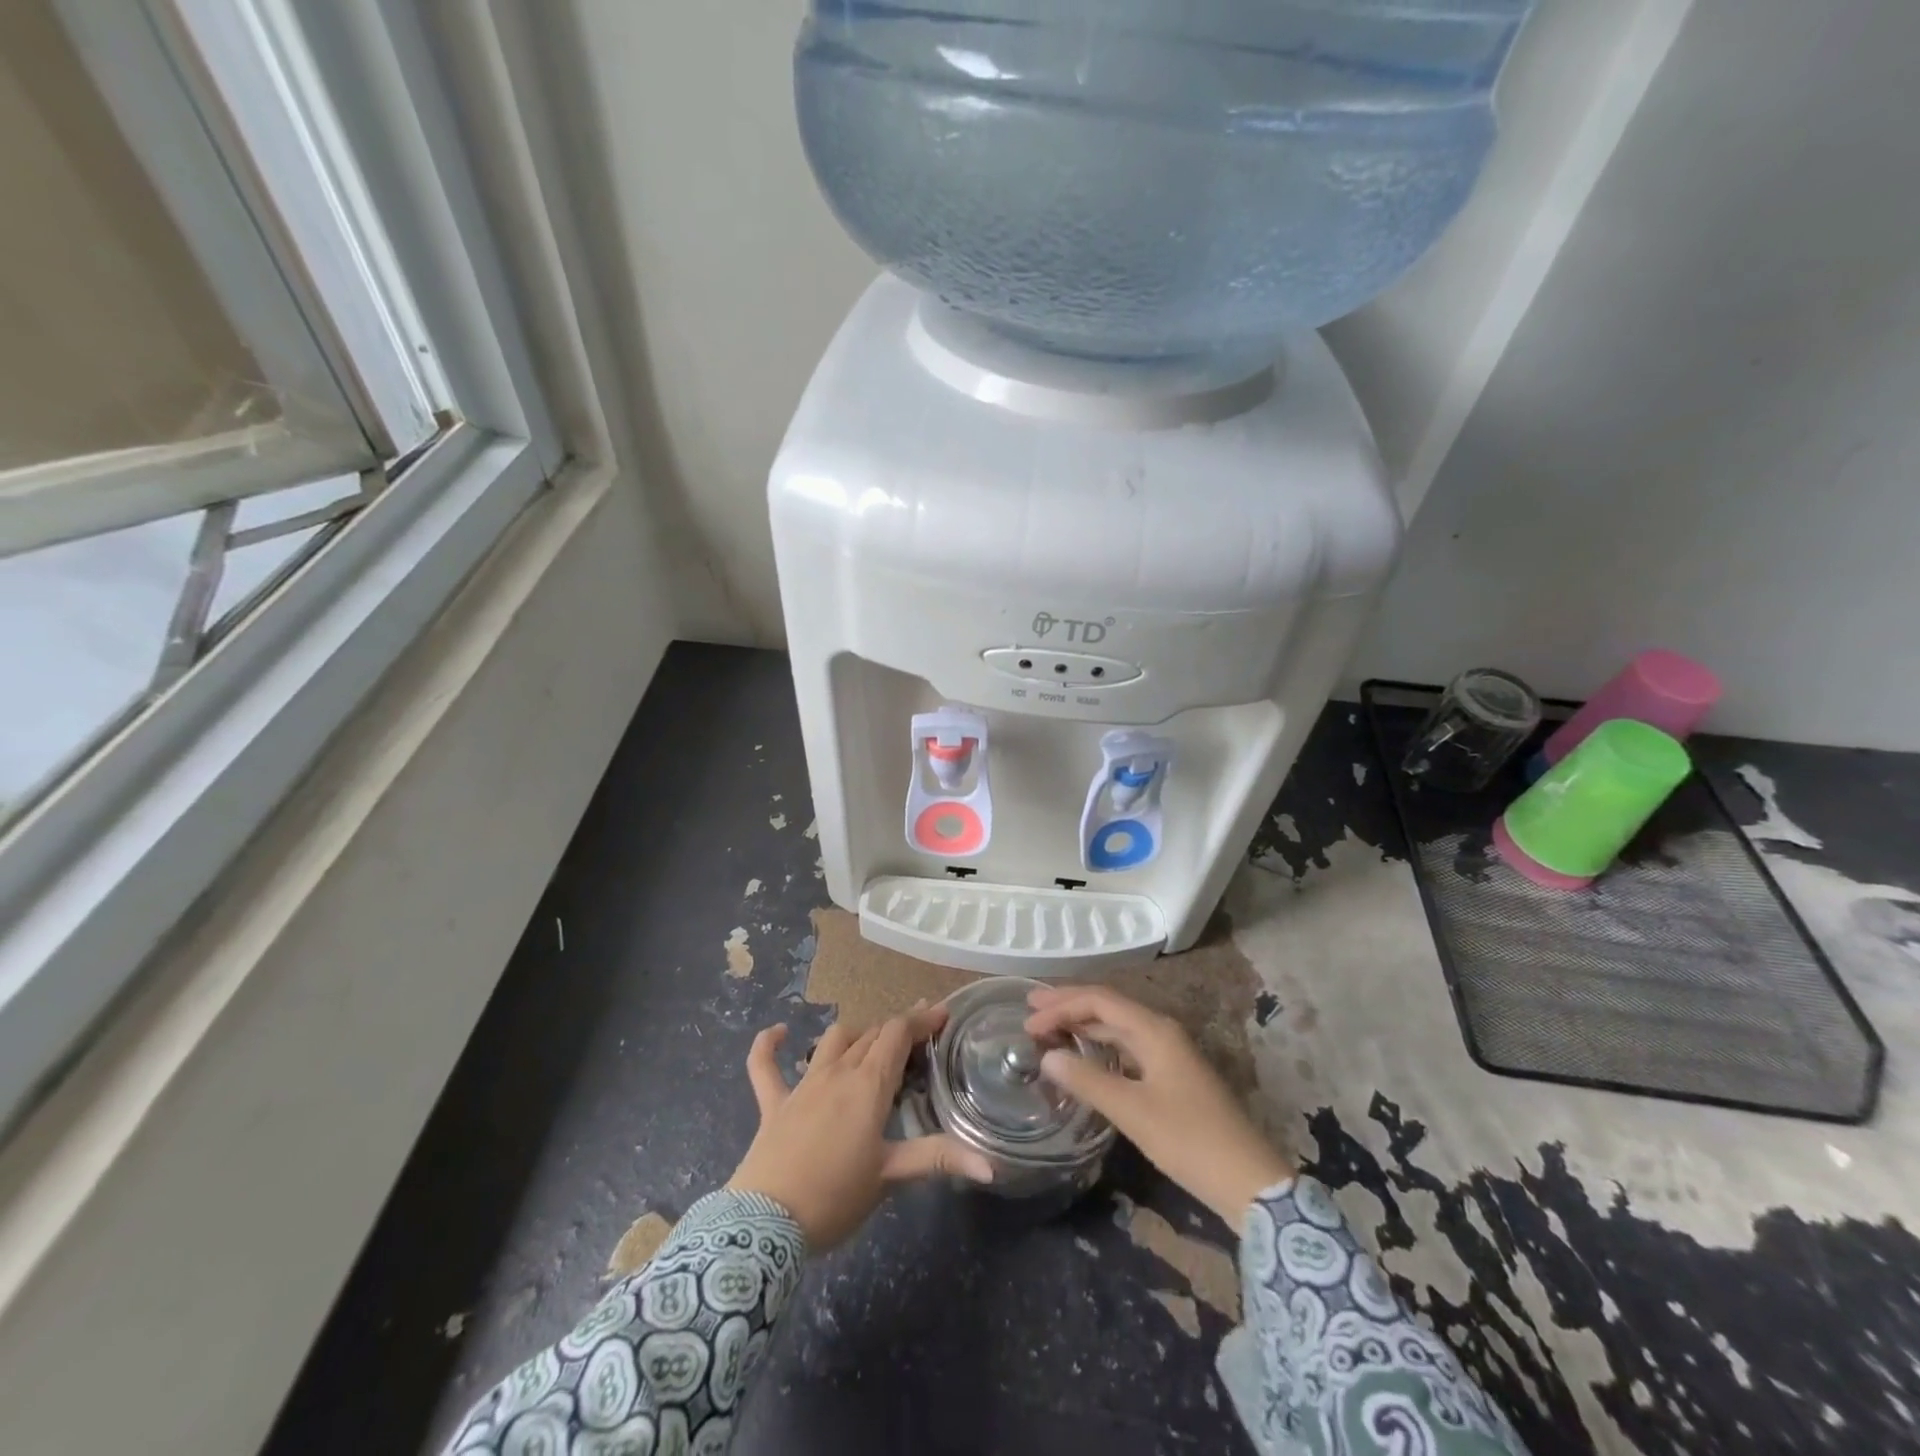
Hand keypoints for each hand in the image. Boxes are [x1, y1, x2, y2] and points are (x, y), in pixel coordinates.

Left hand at [727, 1005, 994, 1250]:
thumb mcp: (891, 1176)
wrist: (766, 1225)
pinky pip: (764, 1066)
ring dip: (855, 1036)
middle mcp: (837, 1072)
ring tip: (872, 1044)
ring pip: (833, 1041)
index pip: (898, 1034)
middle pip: (871, 1035)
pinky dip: (768, 1045)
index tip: (941, 1013)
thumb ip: (939, 1159)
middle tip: (918, 1036)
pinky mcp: (773, 1104)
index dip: (921, 1019)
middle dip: (896, 1029)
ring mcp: (802, 1085)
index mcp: (868, 1085)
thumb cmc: (836, 1197)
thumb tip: (991, 1166)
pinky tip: (777, 1031)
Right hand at [1026, 984, 1292, 1227]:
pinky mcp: (1172, 1075)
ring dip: (1083, 1025)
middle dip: (1068, 1006)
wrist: (1249, 1181)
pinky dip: (1100, 1046)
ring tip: (1049, 1029)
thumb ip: (1087, 1080)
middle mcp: (1161, 1031)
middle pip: (1108, 1007)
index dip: (1061, 1006)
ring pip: (1118, 1027)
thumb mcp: (1132, 1111)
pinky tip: (1084, 1058)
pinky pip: (1127, 1047)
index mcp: (1154, 1029)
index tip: (1027, 1022)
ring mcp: (1169, 1053)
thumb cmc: (1189, 1140)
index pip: (1099, 1000)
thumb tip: (1047, 1056)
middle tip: (1030, 1009)